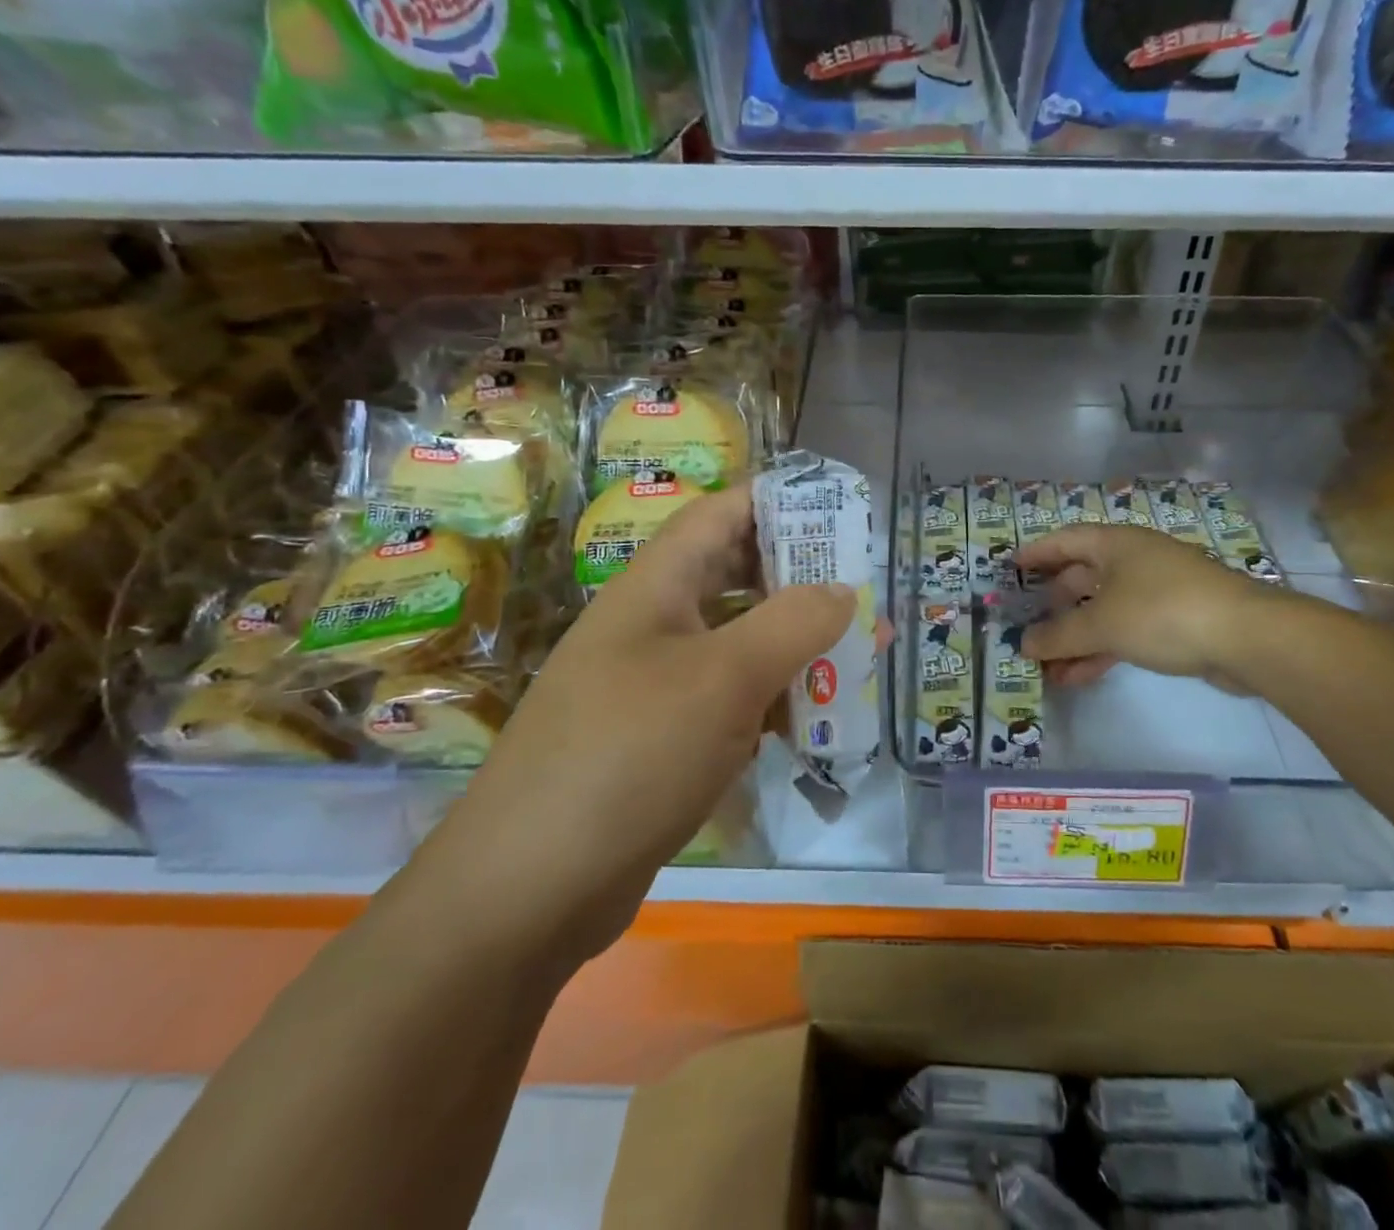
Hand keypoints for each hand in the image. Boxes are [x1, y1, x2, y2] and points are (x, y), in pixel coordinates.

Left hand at [416, 486, 854, 971]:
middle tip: (865, 593)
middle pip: (736, 578)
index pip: (720, 515)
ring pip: (739, 645)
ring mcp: (655, 687)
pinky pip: (731, 703)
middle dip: (802, 581)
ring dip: (797, 647)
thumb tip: (843, 590)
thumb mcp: (722, 678)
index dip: (779, 503)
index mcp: (656, 587)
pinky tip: (820, 721)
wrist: (528, 891)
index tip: (842, 517)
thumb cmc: (629, 755)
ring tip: (862, 656)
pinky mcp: (663, 742)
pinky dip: (775, 702)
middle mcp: (654, 626)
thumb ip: (791, 623)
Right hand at [1017, 524, 1273, 688]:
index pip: (1065, 540)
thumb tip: (1022, 643)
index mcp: (1115, 544)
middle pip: (1082, 576)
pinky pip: (1124, 630)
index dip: (1036, 552)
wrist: (1246, 637)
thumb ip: (1058, 635)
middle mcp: (1134, 560)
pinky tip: (1077, 676)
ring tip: (1046, 664)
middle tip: (1028, 623)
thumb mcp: (1101, 624)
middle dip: (1054, 603)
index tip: (1010, 568)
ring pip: (1103, 609)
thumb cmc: (1163, 612)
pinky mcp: (1174, 621)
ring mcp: (1156, 591)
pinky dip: (1100, 649)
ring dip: (1075, 636)